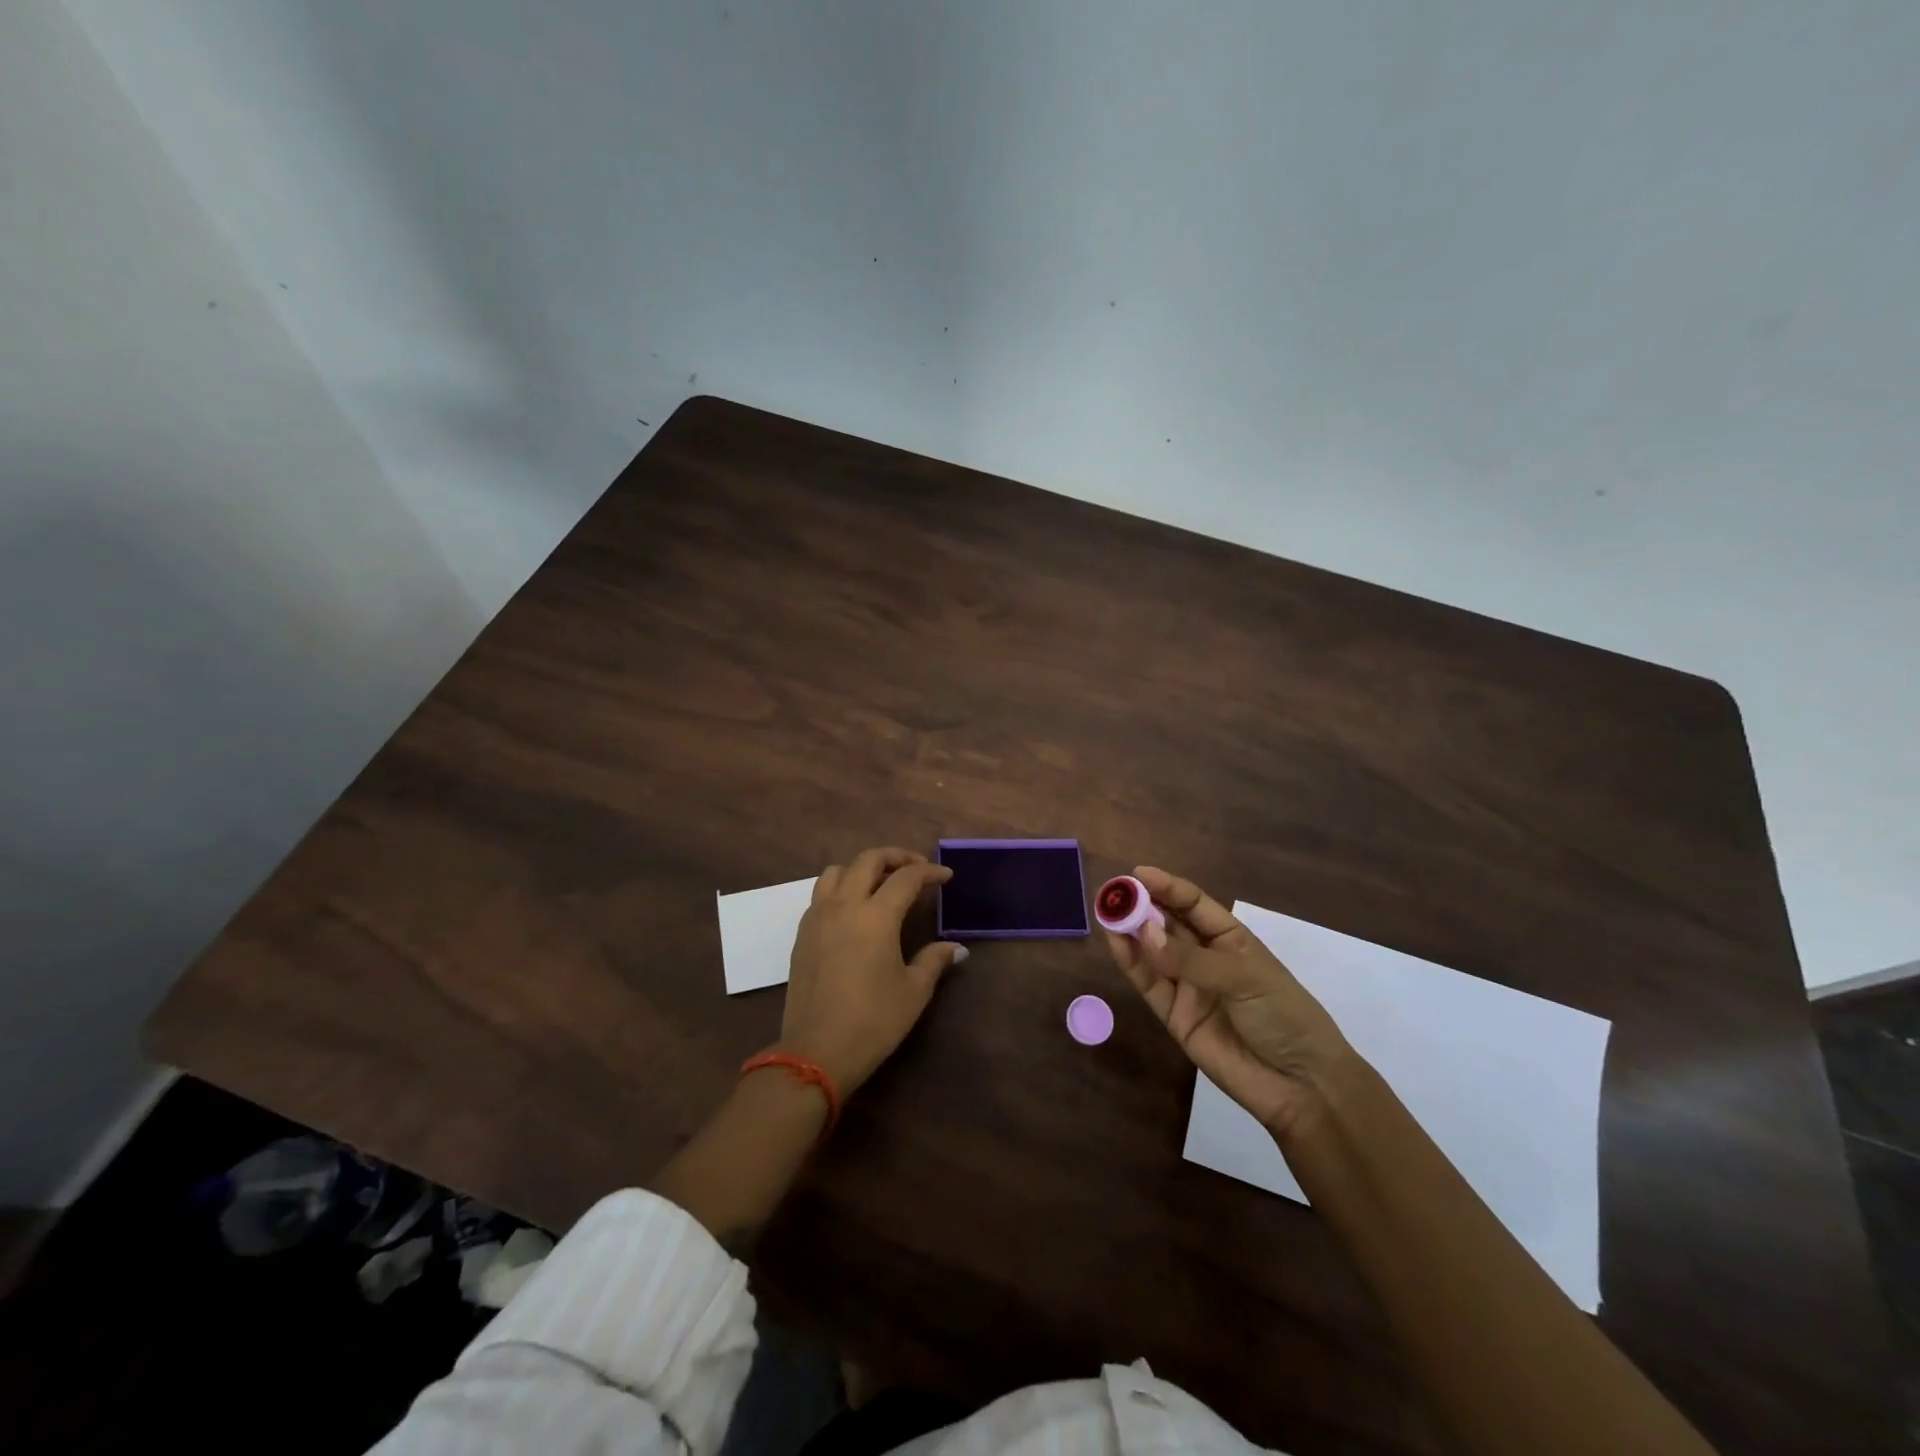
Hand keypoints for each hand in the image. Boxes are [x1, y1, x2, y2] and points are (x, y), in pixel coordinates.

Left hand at [779, 847, 965, 1094]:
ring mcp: (818, 917)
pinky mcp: (802, 934)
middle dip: (896, 857)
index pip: (906, 877)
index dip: (930, 872)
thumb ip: (933, 961)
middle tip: (916, 868)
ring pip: (837, 871)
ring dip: (862, 868)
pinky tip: (854, 911)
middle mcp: (844, 906)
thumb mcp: (913, 992)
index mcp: (876, 916)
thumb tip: (954, 948)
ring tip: (881, 884)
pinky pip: (821, 894)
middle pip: (868, 860)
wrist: (816, 1052)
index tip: (946, 877)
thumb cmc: (872, 1021)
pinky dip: (841, 889)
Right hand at [1103, 866, 1354, 1137]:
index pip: (1194, 905)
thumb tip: (1143, 933)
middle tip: (1113, 893)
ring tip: (1106, 913)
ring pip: (1153, 952)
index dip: (1167, 887)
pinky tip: (1116, 943)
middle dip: (1142, 906)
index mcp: (1232, 939)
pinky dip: (1131, 964)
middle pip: (1169, 924)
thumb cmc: (1284, 1016)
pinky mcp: (1174, 1016)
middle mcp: (1207, 958)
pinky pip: (1149, 984)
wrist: (1301, 1086)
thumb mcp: (1245, 978)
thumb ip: (1192, 959)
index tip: (1137, 874)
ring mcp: (1189, 987)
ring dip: (1131, 932)